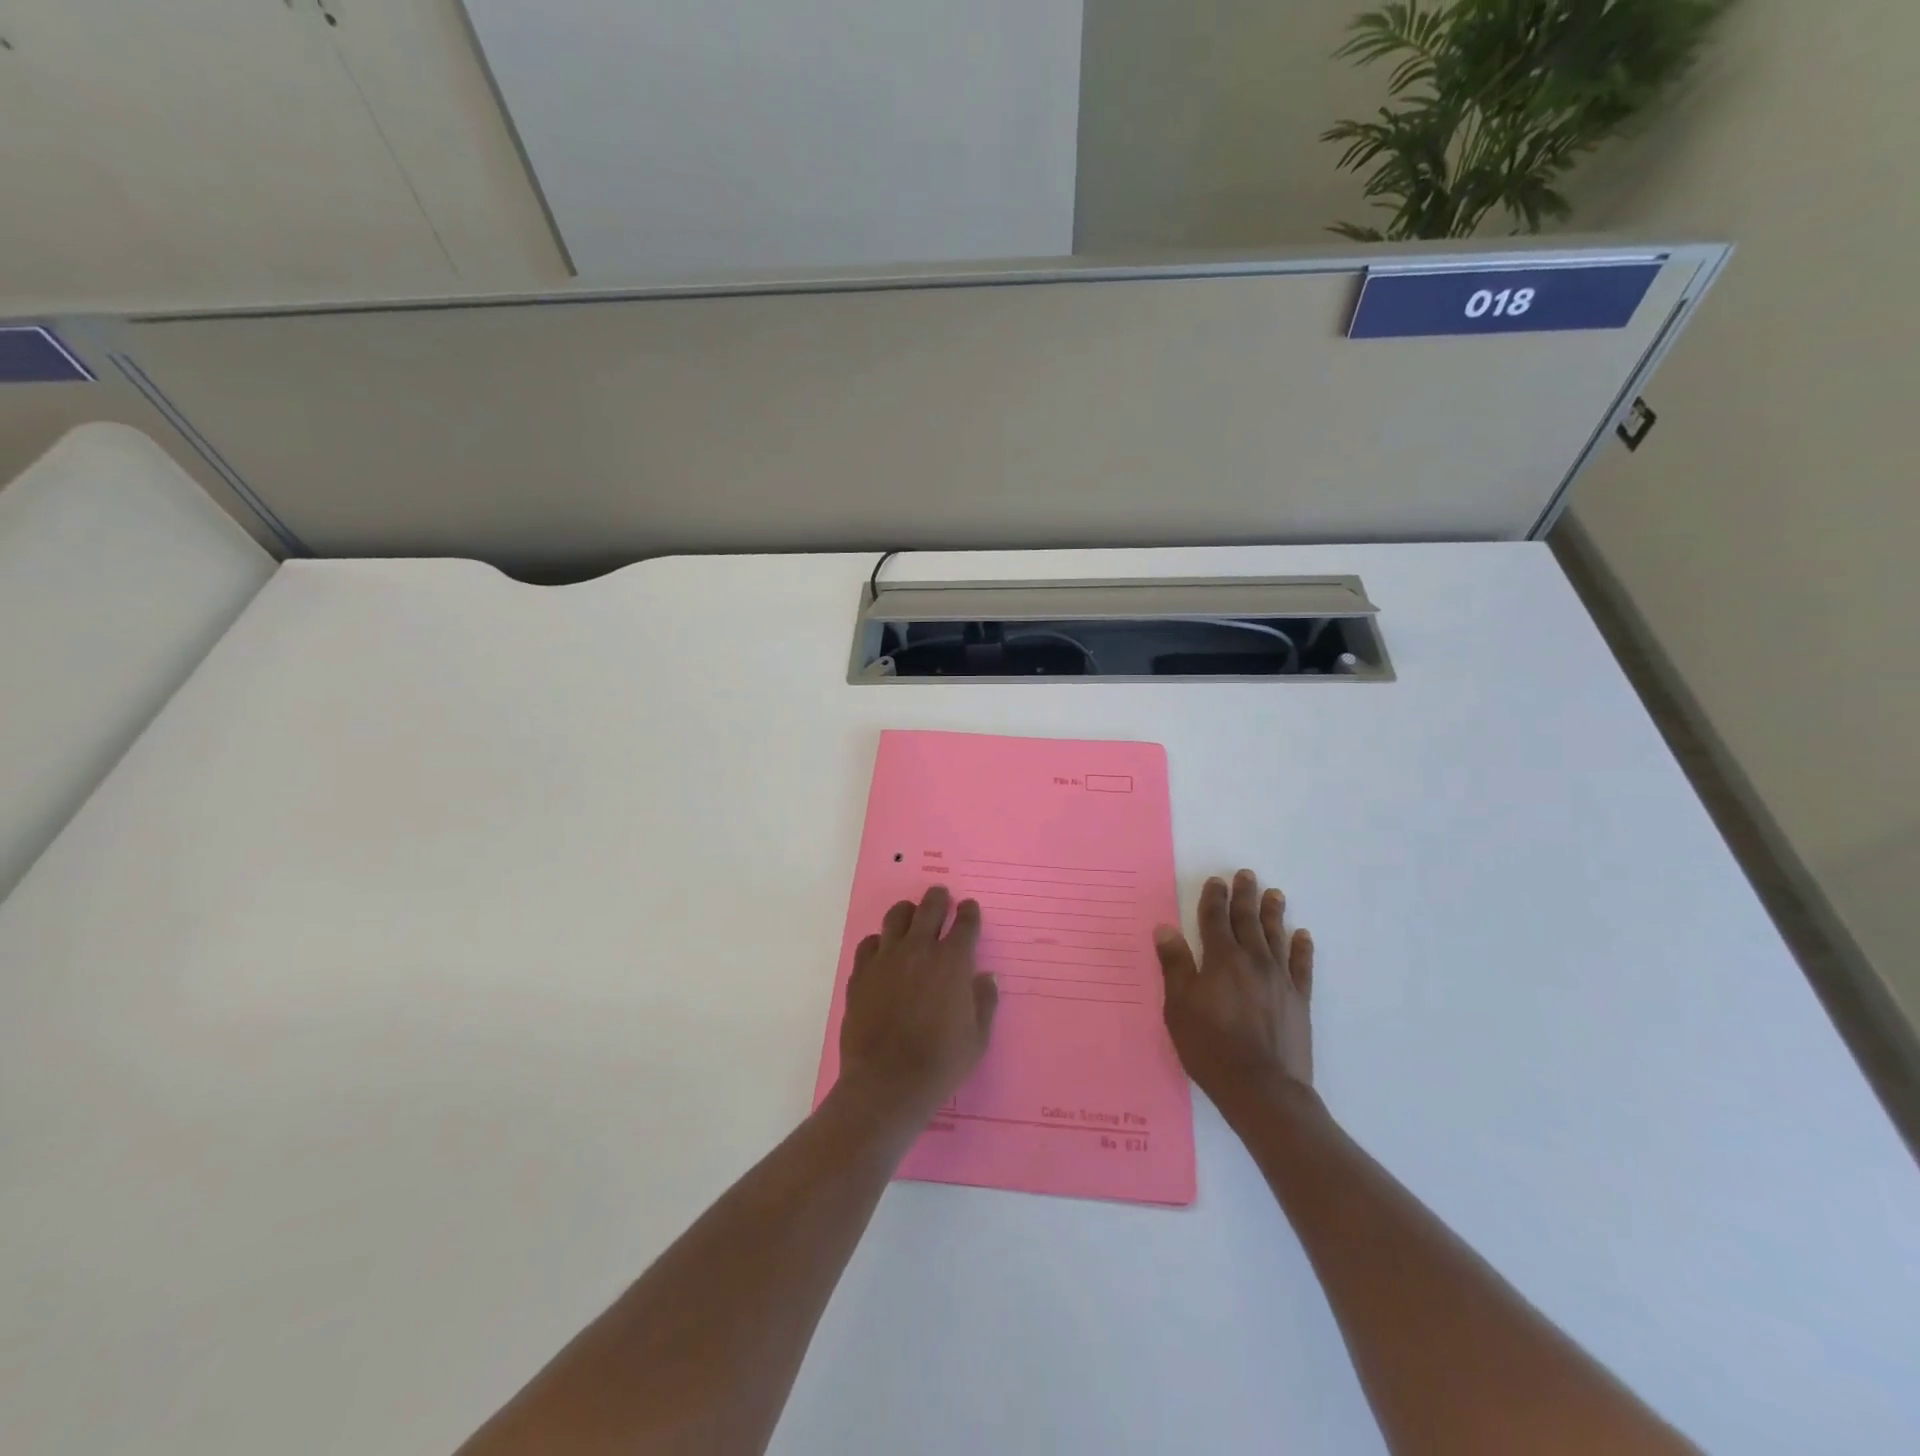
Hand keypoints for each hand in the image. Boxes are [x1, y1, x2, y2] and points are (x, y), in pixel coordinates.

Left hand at [838, 886, 998, 1120]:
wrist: (887, 1083)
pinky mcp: (861, 973)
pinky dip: (880, 941)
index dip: (969, 912)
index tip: (969, 909)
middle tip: (941, 896)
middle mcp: (919, 950)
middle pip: (929, 908)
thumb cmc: (941, 1063)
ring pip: (896, 917)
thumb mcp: (978, 1037)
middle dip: (938, 898)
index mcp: (952, 961)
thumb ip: (984, 1001)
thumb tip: (985, 977)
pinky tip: (883, 950)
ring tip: (911, 914)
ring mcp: (886, 958)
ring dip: (908, 911)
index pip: (964, 923)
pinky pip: (869, 943)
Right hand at [1154, 870, 1314, 1113]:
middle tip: (1247, 875)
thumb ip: (1175, 965)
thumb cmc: (1210, 1046)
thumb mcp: (1179, 1006)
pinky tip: (1302, 936)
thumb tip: (1166, 928)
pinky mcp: (1299, 1000)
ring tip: (1275, 894)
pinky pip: (1302, 966)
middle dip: (1245, 896)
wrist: (1262, 1088)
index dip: (1214, 898)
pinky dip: (1302, 948)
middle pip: (1248, 921)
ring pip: (1276, 936)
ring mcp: (1280, 979)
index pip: (1215, 919)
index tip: (1216, 881)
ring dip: (1273, 913)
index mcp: (1221, 959)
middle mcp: (1253, 960)